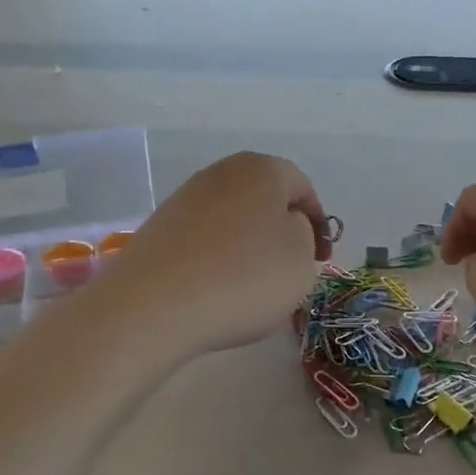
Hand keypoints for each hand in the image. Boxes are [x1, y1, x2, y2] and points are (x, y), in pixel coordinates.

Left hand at [101, 152, 331, 356]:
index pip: (302, 186)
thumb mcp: (301, 258)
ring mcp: (185, 198)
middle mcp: (221, 173)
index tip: (322, 258)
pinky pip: (204, 239)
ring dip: (249, 245)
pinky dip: (218, 258)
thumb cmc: (243, 277)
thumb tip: (284, 227)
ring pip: (233, 219)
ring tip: (254, 285)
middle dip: (282, 231)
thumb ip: (305, 234)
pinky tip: (218, 289)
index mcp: (262, 169)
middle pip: (264, 199)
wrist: (153, 305)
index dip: (318, 222)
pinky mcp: (159, 228)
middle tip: (292, 269)